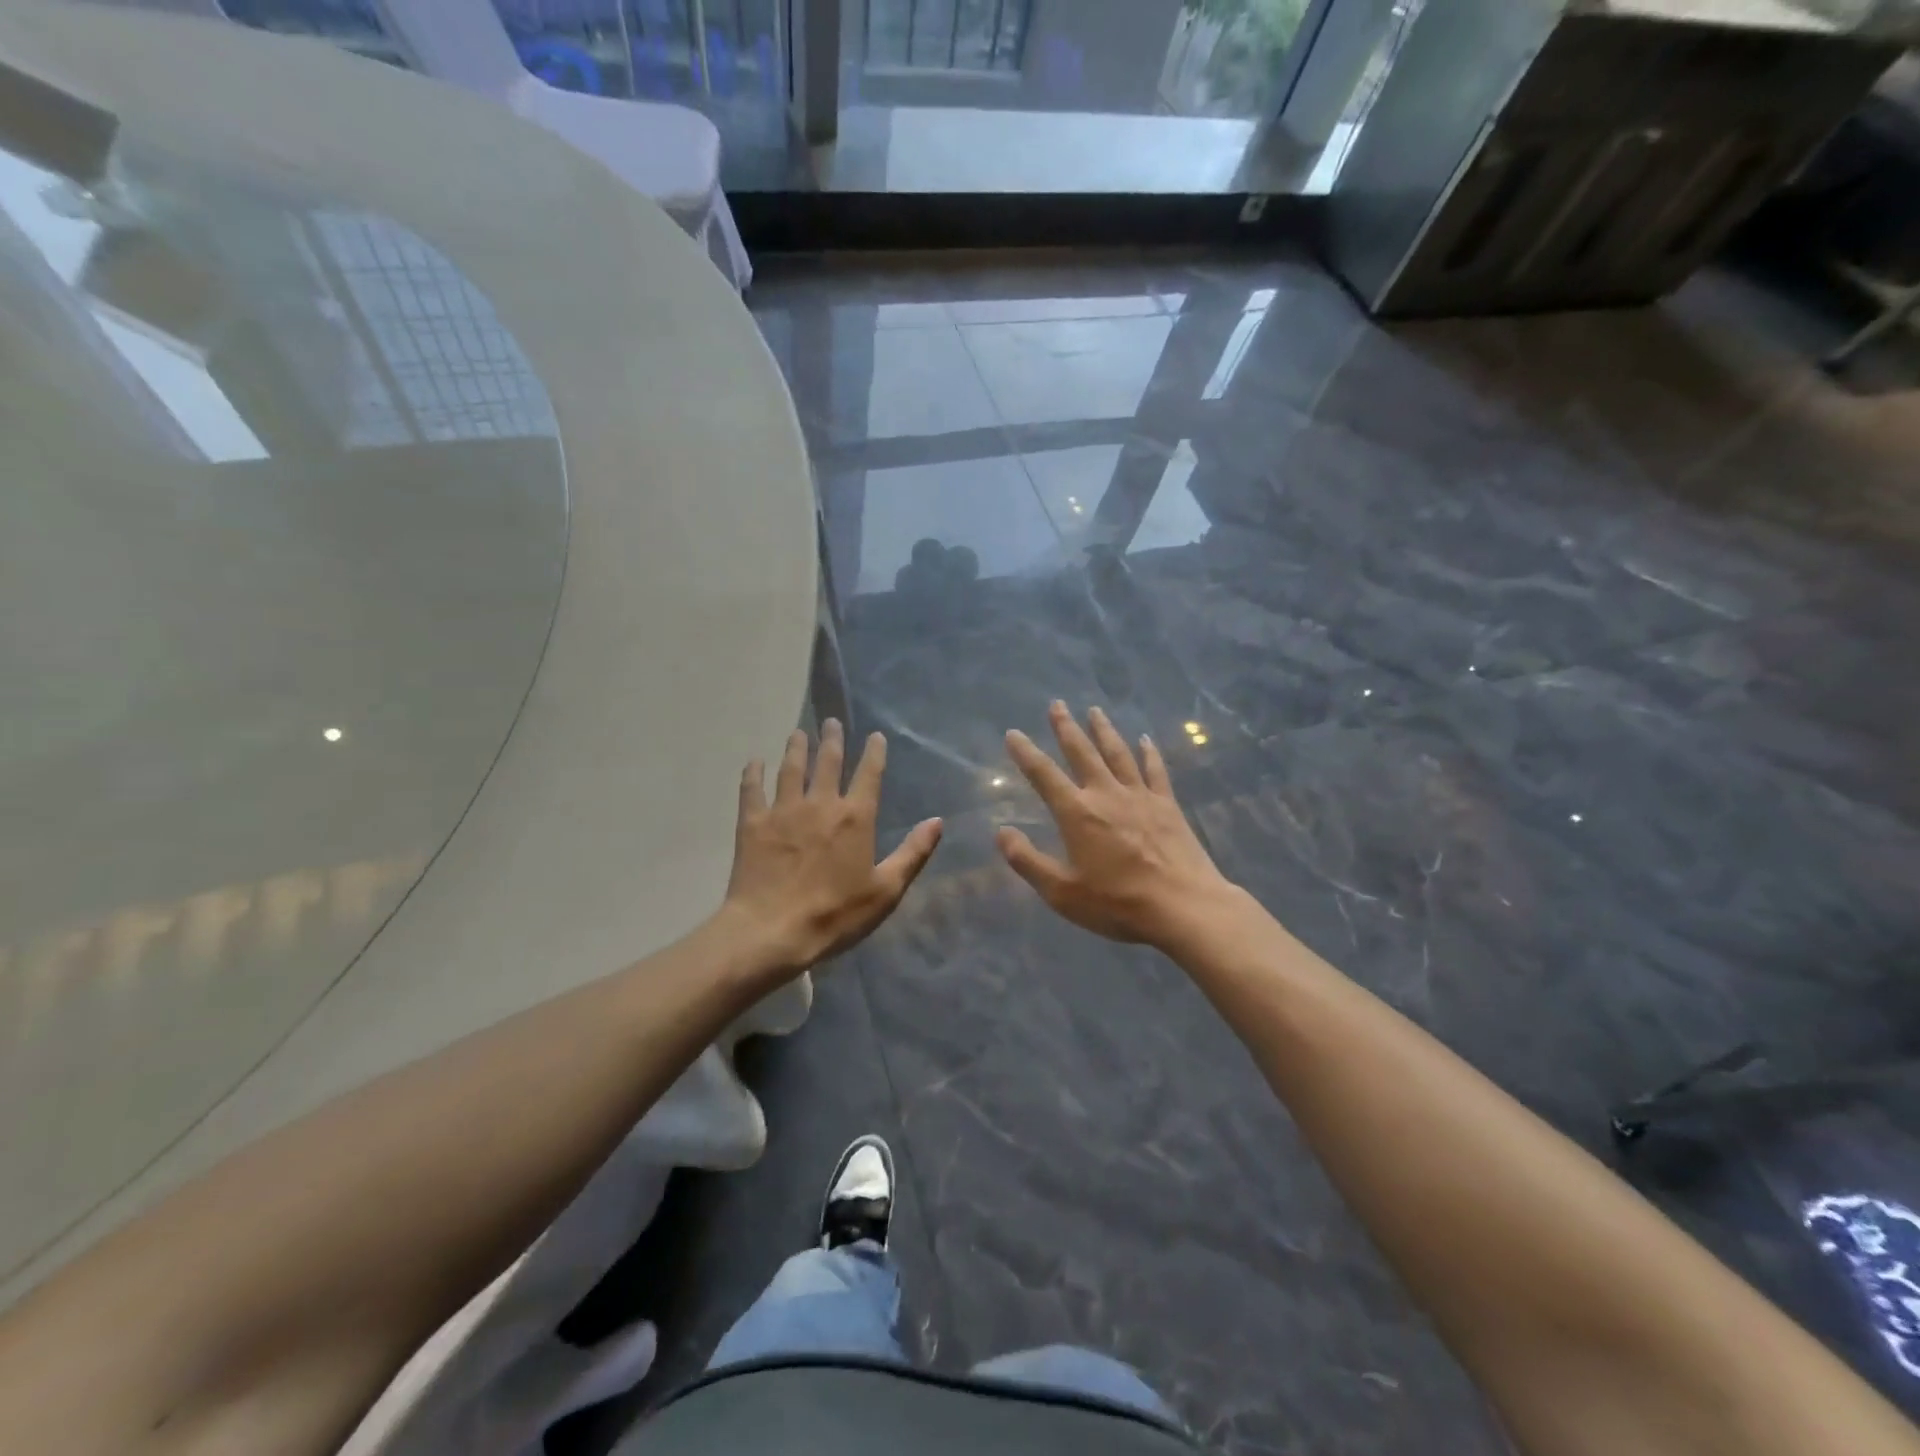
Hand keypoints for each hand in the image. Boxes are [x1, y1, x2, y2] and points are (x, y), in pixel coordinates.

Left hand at [725, 720, 941, 973]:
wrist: (772, 930)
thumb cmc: (835, 915)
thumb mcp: (886, 891)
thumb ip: (913, 853)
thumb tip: (937, 821)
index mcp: (855, 818)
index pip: (868, 775)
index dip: (874, 753)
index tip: (875, 736)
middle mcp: (820, 804)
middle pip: (828, 762)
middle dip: (832, 739)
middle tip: (831, 722)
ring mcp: (783, 810)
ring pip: (791, 768)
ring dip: (796, 748)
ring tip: (798, 733)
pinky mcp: (753, 823)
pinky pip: (752, 789)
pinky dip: (753, 773)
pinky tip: (754, 761)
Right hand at [997, 701, 1236, 950]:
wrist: (1184, 907)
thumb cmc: (1118, 903)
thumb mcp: (1062, 892)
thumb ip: (1028, 861)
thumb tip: (1001, 833)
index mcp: (1077, 813)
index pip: (1044, 775)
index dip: (1026, 753)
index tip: (1013, 733)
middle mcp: (1106, 794)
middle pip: (1082, 752)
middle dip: (1066, 728)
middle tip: (1056, 704)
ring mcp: (1140, 796)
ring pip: (1118, 753)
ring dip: (1104, 730)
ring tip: (1094, 710)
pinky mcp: (1167, 805)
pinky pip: (1155, 770)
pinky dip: (1148, 753)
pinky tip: (1145, 740)